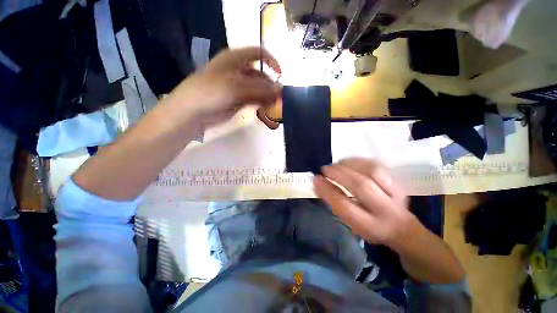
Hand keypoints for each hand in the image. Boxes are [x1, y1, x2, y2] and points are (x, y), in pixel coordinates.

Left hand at [166, 47, 281, 126]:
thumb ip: (259, 89)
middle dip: (270, 85)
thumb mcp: (236, 88)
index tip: (280, 75)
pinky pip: (253, 99)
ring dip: (267, 96)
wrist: (193, 112)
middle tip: (278, 98)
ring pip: (257, 89)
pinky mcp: (238, 100)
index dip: (271, 61)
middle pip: (260, 74)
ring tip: (274, 105)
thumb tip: (279, 90)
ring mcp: (238, 87)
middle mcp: (238, 71)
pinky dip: (261, 103)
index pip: (258, 53)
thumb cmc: (211, 93)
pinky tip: (266, 108)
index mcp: (235, 59)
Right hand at [314, 158, 416, 247]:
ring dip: (349, 165)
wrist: (401, 227)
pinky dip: (359, 161)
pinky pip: (377, 165)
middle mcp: (385, 209)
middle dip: (339, 174)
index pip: (345, 206)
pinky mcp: (397, 181)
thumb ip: (335, 203)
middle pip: (361, 186)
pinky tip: (348, 162)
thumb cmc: (369, 225)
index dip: (328, 190)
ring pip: (372, 171)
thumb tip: (318, 183)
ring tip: (336, 164)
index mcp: (370, 225)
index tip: (316, 179)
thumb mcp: (350, 222)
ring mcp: (395, 193)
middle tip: (325, 169)